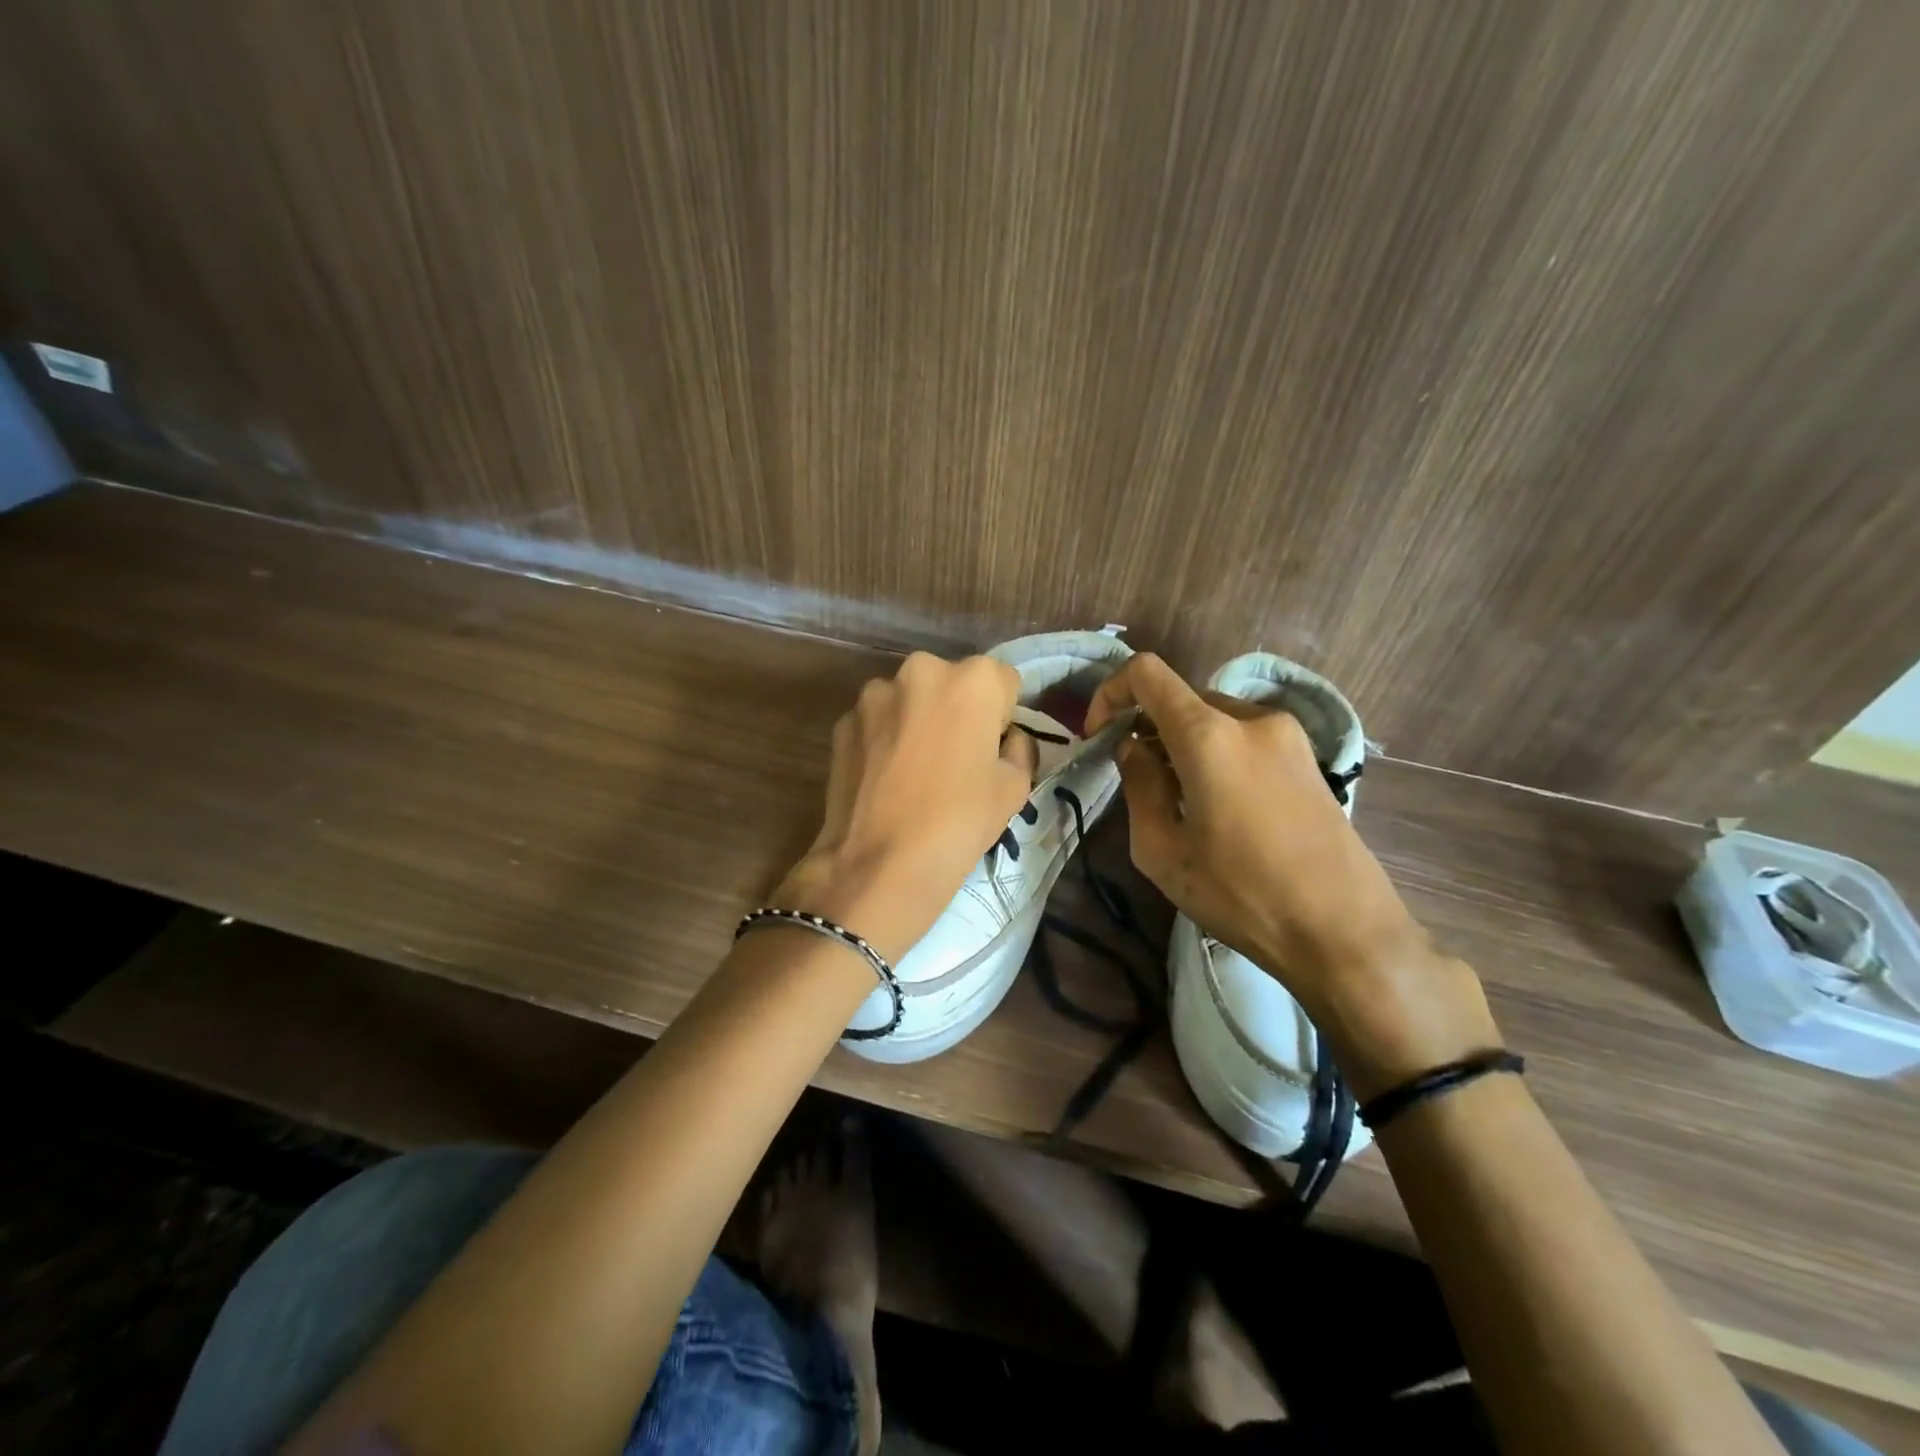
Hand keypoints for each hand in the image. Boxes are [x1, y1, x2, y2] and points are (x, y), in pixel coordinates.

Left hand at [774, 653, 1037, 963]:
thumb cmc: (959, 822)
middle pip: (952, 683)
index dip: (1002, 715)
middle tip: (956, 759)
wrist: (879, 864)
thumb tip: (1005, 739)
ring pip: (911, 700)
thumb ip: (1018, 748)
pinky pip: (877, 722)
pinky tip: (886, 779)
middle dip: (957, 710)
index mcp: (972, 679)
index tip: (992, 749)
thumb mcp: (1015, 788)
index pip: (1002, 681)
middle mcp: (921, 670)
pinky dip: (885, 739)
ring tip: (915, 771)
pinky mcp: (843, 721)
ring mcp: (874, 694)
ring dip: (918, 720)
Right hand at [1085, 654, 1498, 1094]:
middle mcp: (1251, 719)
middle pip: (1182, 699)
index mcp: (1209, 735)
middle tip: (1140, 781)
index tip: (1100, 734)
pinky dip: (1218, 754)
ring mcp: (1288, 735)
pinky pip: (1246, 737)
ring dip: (1184, 745)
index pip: (1147, 673)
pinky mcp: (1309, 758)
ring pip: (1215, 719)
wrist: (1345, 931)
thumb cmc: (1241, 894)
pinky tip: (1223, 808)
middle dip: (1149, 729)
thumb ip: (1138, 786)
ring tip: (1182, 802)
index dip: (1111, 692)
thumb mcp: (1162, 851)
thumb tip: (1133, 748)